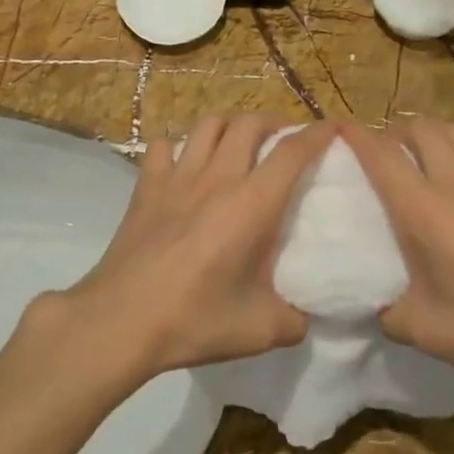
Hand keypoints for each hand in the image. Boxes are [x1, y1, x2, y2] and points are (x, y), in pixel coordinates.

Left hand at [54, 116, 333, 379]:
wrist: (121, 320)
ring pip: (208, 125)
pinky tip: (183, 165)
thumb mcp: (261, 330)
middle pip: (250, 123)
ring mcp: (177, 177)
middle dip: (274, 122)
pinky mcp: (146, 186)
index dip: (317, 135)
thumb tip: (304, 315)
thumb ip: (294, 320)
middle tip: (284, 139)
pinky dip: (178, 146)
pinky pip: (162, 146)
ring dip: (230, 127)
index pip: (293, 152)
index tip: (333, 129)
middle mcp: (218, 177)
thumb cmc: (194, 320)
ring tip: (239, 144)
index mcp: (253, 204)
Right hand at [340, 120, 453, 403]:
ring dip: (435, 130)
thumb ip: (389, 311)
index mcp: (422, 212)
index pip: (382, 157)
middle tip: (387, 152)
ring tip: (425, 146)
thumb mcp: (421, 330)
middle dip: (397, 132)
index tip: (341, 129)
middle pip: (421, 131)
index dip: (357, 136)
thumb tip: (378, 306)